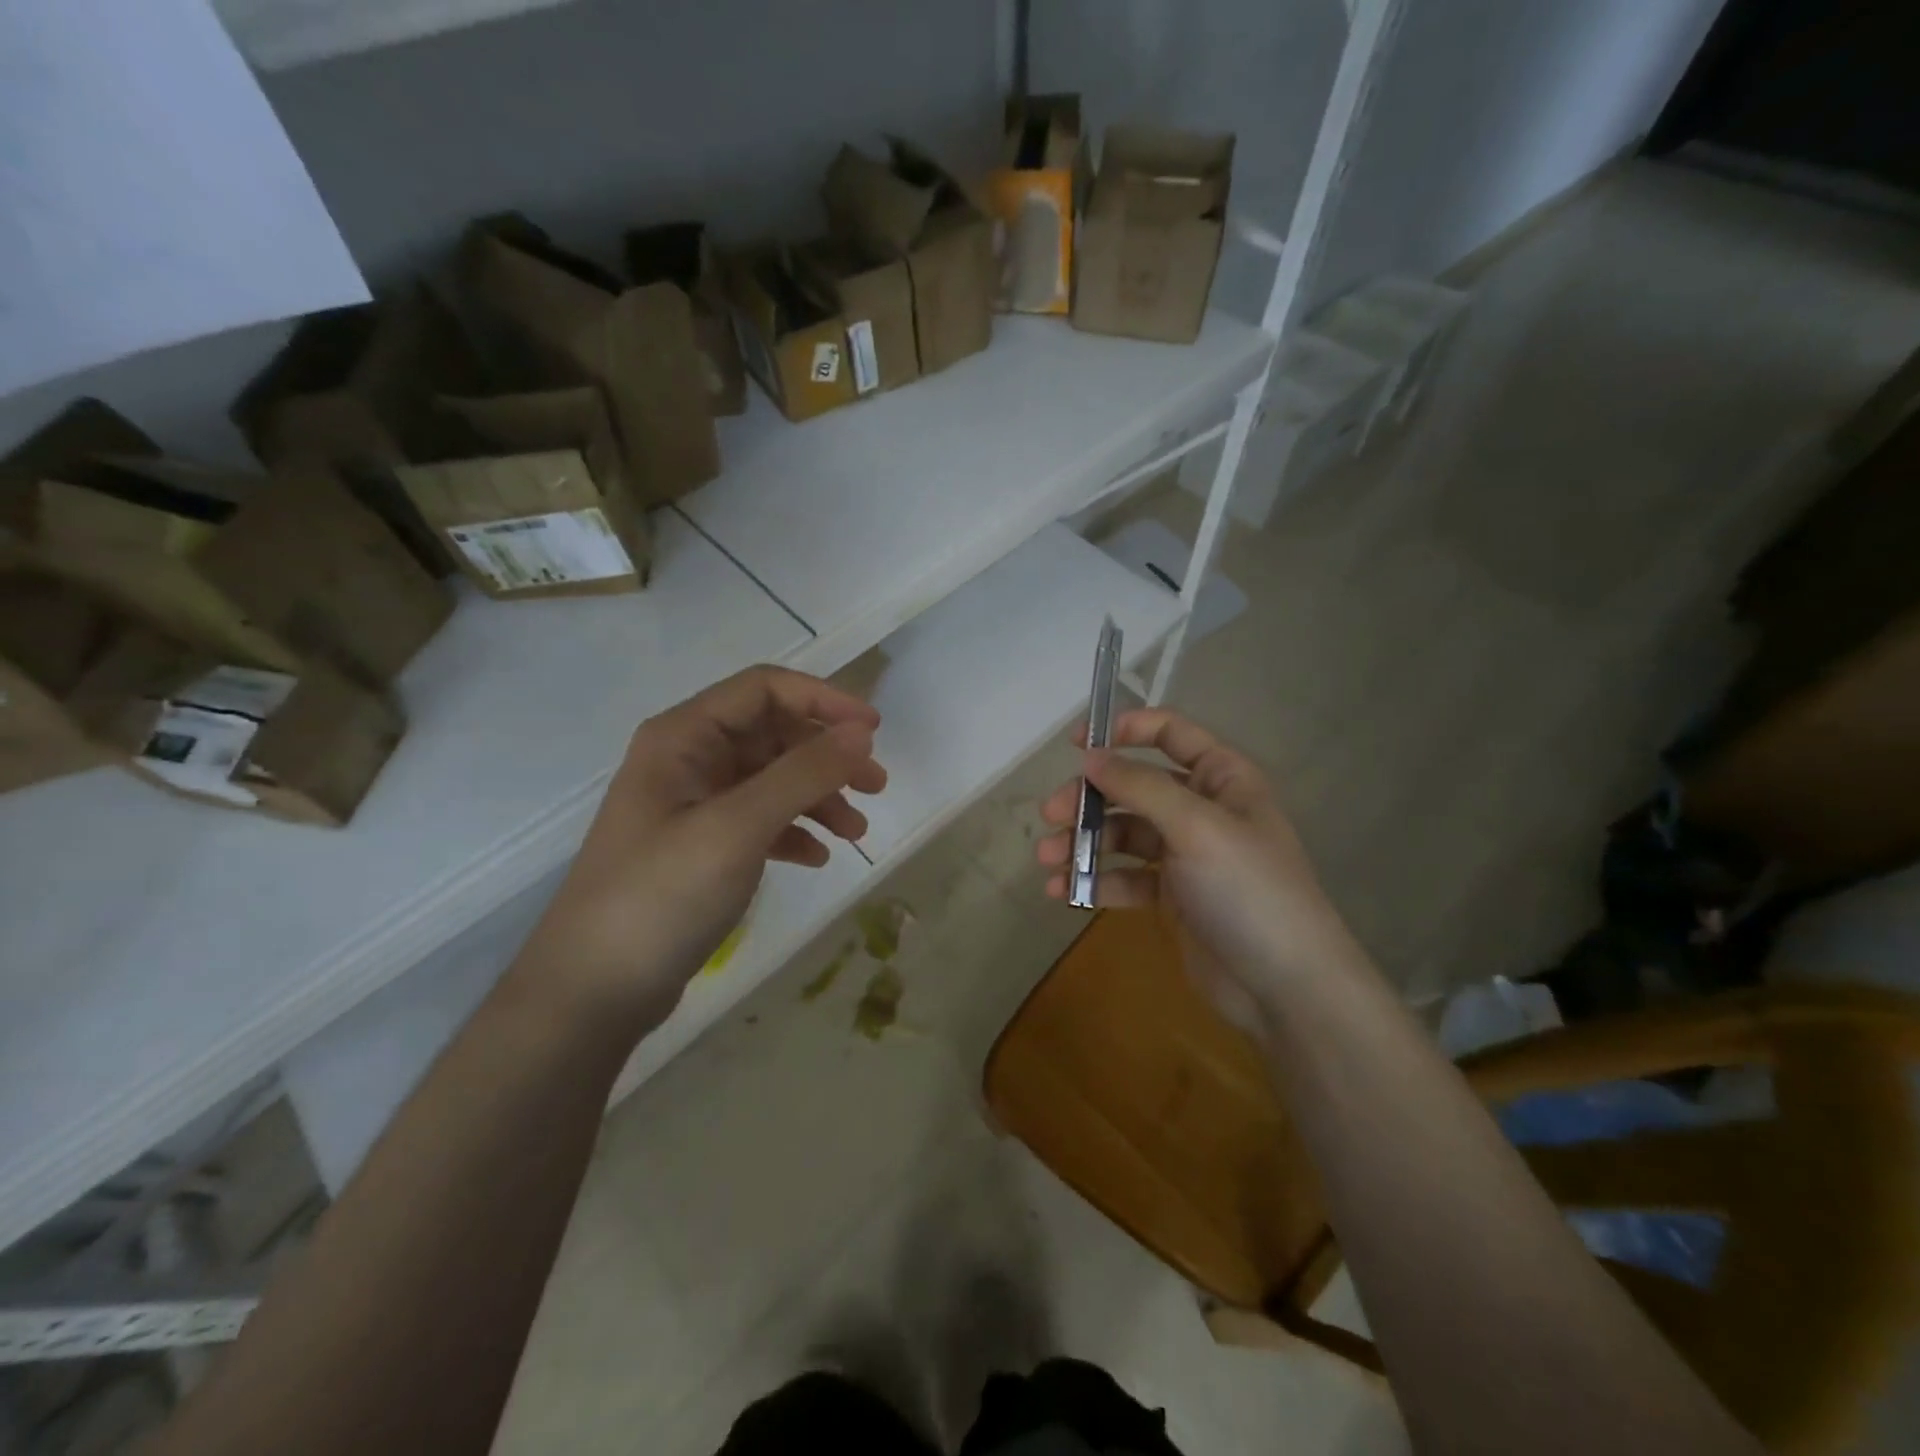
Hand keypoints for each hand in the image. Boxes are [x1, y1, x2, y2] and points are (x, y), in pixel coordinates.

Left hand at [512, 666, 886, 1029]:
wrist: (593, 991)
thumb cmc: (661, 895)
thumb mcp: (738, 827)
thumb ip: (803, 773)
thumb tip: (862, 732)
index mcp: (684, 737)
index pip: (764, 688)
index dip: (823, 700)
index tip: (874, 730)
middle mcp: (688, 760)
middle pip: (773, 734)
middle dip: (828, 755)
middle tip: (876, 786)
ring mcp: (693, 805)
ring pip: (772, 779)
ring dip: (818, 797)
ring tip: (855, 833)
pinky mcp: (701, 846)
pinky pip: (760, 821)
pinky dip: (793, 831)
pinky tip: (816, 857)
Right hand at [1036, 709, 1359, 1031]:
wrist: (1285, 987)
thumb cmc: (1247, 890)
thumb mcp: (1196, 827)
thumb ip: (1140, 787)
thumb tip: (1090, 756)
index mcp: (1222, 779)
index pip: (1171, 733)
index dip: (1125, 729)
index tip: (1076, 744)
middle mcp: (1202, 810)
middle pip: (1134, 787)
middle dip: (1090, 799)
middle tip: (1050, 816)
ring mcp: (1187, 855)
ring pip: (1124, 834)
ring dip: (1084, 843)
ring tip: (1048, 861)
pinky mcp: (1172, 896)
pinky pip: (1126, 877)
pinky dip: (1095, 880)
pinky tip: (1064, 891)